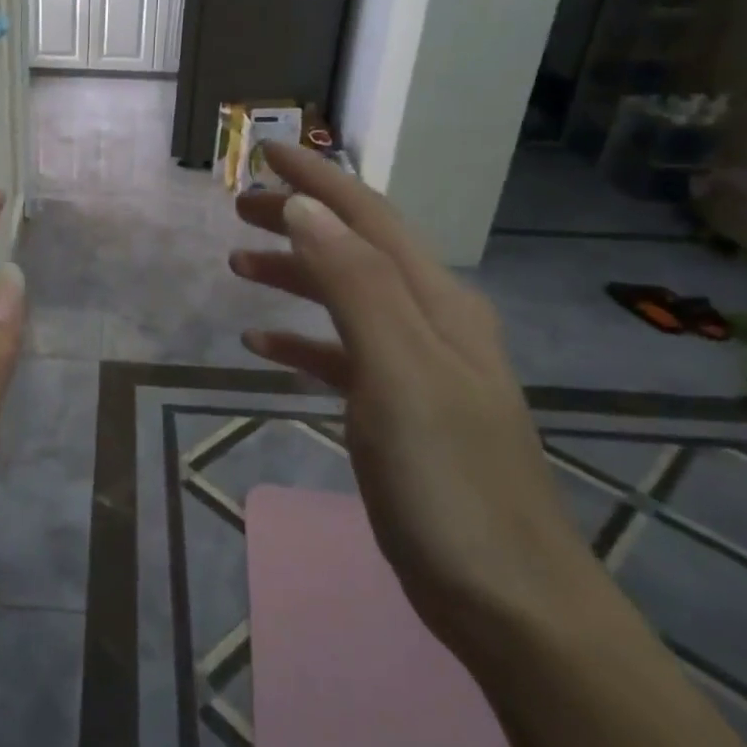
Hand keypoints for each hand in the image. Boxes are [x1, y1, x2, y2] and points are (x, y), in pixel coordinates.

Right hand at [229, 144, 598, 655]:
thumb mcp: (398, 371)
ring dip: (296, 274)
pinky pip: (343, 355)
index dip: (319, 178)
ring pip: (347, 298)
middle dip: (301, 219)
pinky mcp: (400, 412)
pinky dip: (303, 340)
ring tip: (238, 265)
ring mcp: (418, 368)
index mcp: (436, 303)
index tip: (267, 148)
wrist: (508, 598)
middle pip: (357, 249)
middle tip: (240, 208)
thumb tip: (307, 208)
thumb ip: (353, 284)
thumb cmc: (449, 480)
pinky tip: (263, 343)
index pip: (369, 217)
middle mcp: (432, 322)